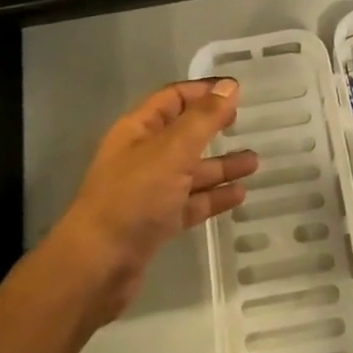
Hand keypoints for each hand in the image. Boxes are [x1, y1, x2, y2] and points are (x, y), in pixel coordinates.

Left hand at [48, 79, 259, 325]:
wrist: (98, 266)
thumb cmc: (133, 196)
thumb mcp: (171, 151)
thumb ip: (203, 119)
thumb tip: (229, 86)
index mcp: (138, 129)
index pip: (173, 98)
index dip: (203, 91)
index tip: (236, 91)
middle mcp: (142, 155)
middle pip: (183, 133)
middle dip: (213, 127)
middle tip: (244, 122)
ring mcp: (148, 190)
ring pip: (190, 170)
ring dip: (220, 165)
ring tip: (254, 163)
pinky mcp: (156, 222)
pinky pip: (190, 202)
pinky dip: (213, 196)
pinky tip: (239, 194)